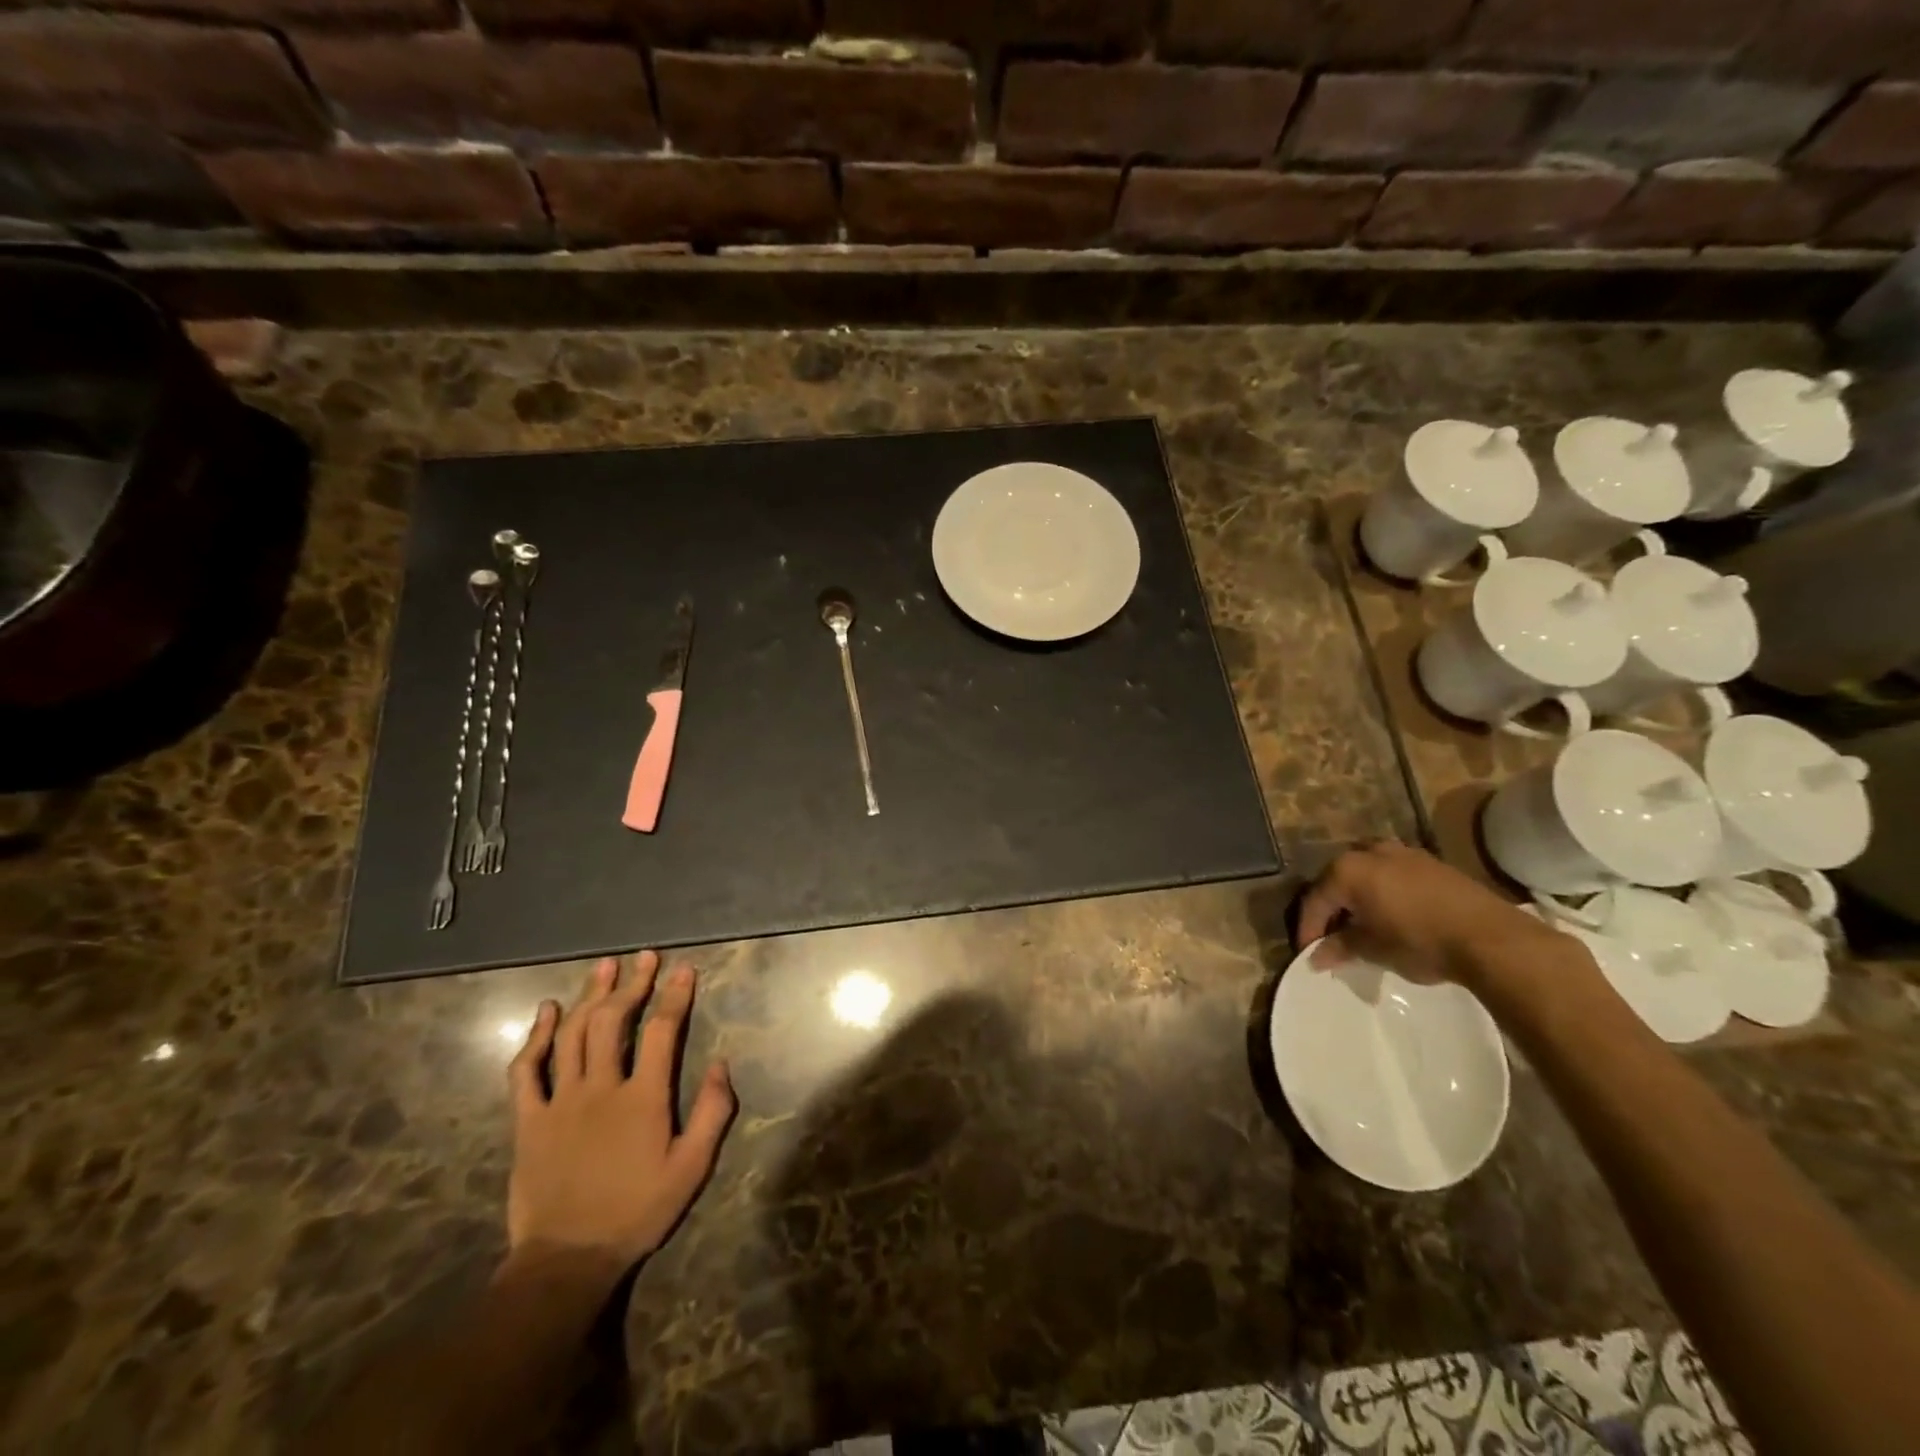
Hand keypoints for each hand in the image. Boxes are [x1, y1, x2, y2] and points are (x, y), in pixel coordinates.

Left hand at [506, 952, 734, 1272]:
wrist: (567, 1261)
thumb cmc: (637, 1212)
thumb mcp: (692, 1168)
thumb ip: (713, 1113)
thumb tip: (722, 1063)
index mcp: (643, 1098)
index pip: (662, 1031)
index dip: (675, 996)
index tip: (684, 969)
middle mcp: (601, 1088)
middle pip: (614, 1021)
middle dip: (632, 984)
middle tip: (644, 958)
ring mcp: (560, 1102)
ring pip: (573, 1035)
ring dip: (590, 996)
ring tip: (603, 967)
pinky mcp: (528, 1121)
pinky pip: (526, 1071)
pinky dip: (536, 1037)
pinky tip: (547, 1011)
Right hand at [1297, 841, 1553, 985]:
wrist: (1491, 938)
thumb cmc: (1419, 941)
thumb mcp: (1373, 949)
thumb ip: (1340, 947)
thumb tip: (1317, 956)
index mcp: (1347, 870)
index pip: (1315, 899)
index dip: (1308, 928)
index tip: (1307, 952)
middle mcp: (1370, 852)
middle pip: (1338, 880)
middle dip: (1332, 908)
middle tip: (1332, 936)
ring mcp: (1403, 853)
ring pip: (1367, 873)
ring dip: (1360, 896)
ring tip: (1363, 923)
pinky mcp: (1431, 862)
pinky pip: (1394, 874)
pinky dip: (1385, 892)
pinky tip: (1393, 914)